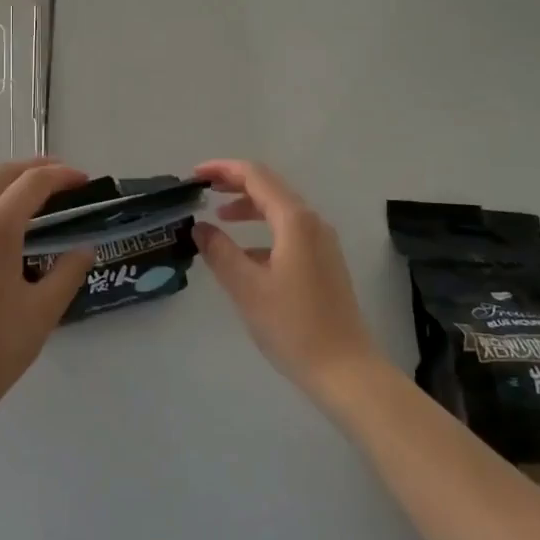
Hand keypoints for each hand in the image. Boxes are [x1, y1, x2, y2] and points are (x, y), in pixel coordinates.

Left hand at [0, 158, 95, 421]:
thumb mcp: (43, 312)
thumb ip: (67, 272)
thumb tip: (84, 249)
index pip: (34, 185)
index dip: (62, 176)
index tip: (84, 180)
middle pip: (0, 177)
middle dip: (33, 168)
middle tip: (60, 175)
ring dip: (0, 182)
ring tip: (21, 189)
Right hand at [191, 160, 387, 404]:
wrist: (345, 370)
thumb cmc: (293, 326)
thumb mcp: (246, 288)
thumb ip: (219, 251)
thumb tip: (199, 227)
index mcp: (295, 221)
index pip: (255, 176)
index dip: (223, 170)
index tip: (194, 176)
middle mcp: (312, 223)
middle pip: (270, 187)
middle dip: (235, 184)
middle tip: (202, 190)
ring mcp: (322, 243)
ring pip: (280, 210)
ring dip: (248, 207)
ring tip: (218, 218)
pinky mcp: (324, 262)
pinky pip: (289, 231)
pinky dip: (263, 230)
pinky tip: (245, 254)